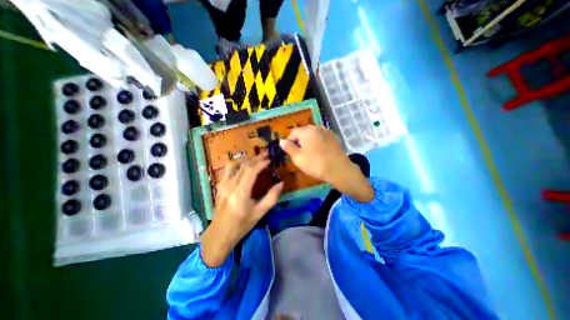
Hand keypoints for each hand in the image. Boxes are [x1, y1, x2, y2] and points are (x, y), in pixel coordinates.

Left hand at [199, 153, 282, 267]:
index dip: (261, 163)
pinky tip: (243, 165)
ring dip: (246, 159)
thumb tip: (281, 183)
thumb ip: (272, 197)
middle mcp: (230, 185)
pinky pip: (228, 169)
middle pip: (243, 165)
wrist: (220, 233)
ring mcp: (222, 184)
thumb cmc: (242, 224)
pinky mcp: (219, 185)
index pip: (250, 171)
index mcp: (240, 193)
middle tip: (266, 154)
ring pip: (234, 164)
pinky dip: (237, 163)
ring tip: (256, 158)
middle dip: (256, 158)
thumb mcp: (260, 212)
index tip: (270, 160)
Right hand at [279, 125, 374, 201]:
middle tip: (299, 154)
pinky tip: (319, 152)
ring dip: (308, 141)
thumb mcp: (298, 158)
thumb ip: (288, 148)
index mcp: (306, 131)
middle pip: (303, 132)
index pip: (293, 132)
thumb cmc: (315, 164)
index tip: (290, 152)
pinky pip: (320, 137)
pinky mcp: (333, 137)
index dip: (289, 141)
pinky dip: (317, 142)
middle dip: (299, 141)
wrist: (338, 170)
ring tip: (309, 153)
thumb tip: (281, 141)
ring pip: (312, 134)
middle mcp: (316, 127)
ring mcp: (326, 131)